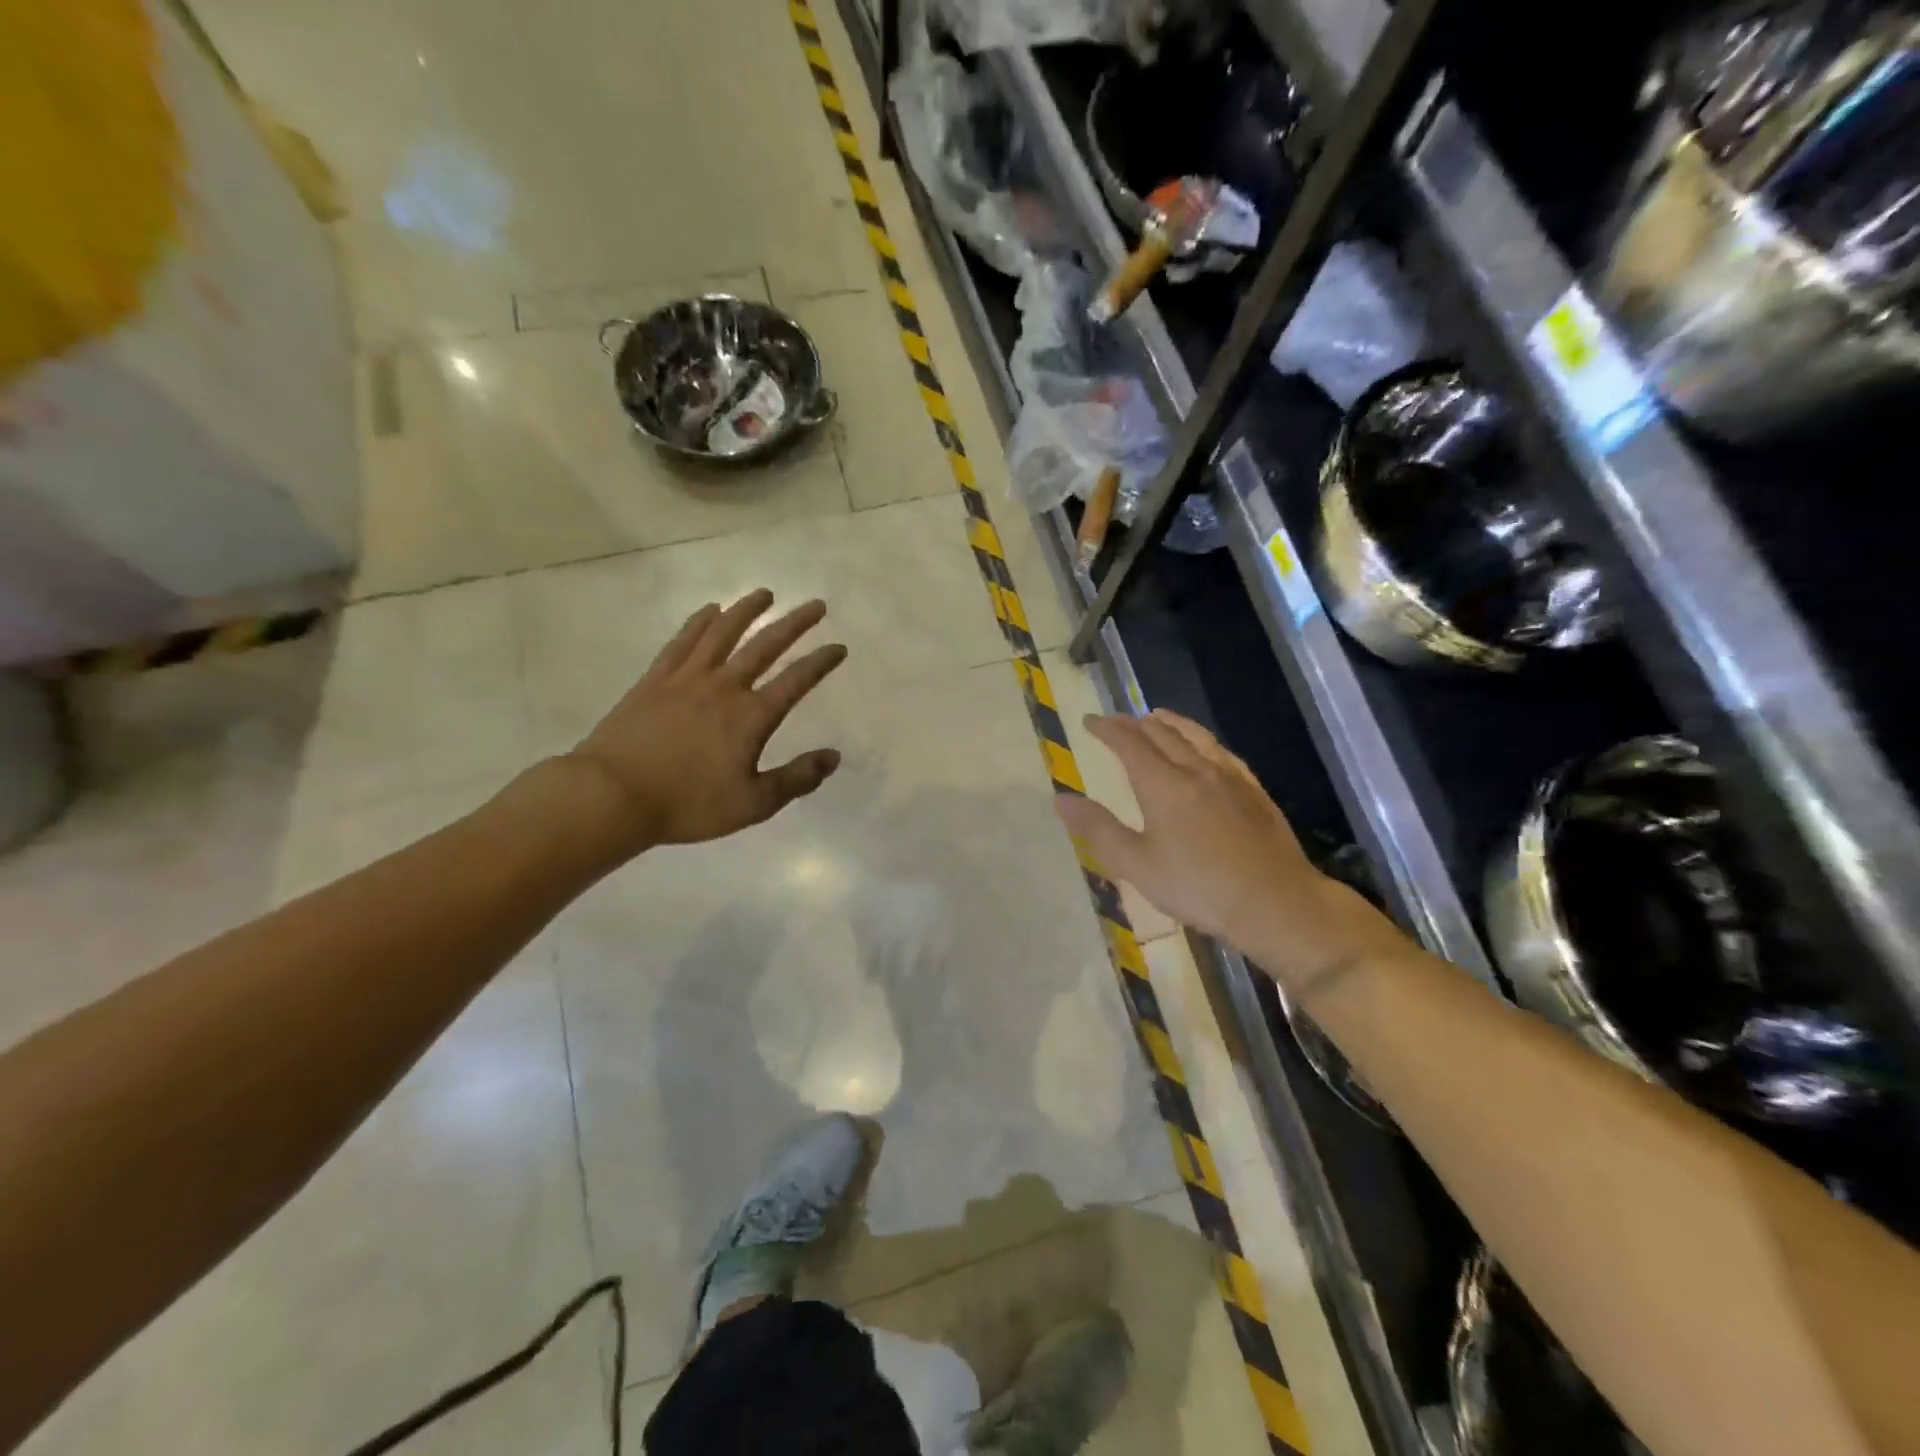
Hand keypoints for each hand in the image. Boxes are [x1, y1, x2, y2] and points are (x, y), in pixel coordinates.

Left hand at [558, 589, 845, 856]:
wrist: (614, 795)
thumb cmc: (688, 804)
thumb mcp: (753, 803)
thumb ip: (797, 779)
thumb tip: (834, 756)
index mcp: (751, 716)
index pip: (796, 681)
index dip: (821, 662)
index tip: (839, 647)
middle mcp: (724, 687)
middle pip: (765, 646)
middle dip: (794, 624)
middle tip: (816, 605)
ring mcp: (686, 679)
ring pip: (722, 633)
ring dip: (746, 610)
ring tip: (764, 593)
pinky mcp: (655, 680)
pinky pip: (682, 642)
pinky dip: (699, 622)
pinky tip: (710, 610)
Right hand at [1054, 709, 1400, 985]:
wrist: (1274, 902)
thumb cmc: (1198, 887)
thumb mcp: (1137, 865)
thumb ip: (1098, 829)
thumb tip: (1061, 799)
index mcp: (1163, 785)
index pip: (1129, 744)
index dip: (1107, 729)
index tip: (1089, 721)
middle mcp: (1196, 770)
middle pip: (1162, 734)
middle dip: (1134, 723)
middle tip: (1116, 721)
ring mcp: (1230, 777)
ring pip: (1195, 736)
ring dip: (1171, 723)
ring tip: (1156, 716)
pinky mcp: (1253, 790)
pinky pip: (1222, 752)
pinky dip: (1202, 740)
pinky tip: (1205, 748)